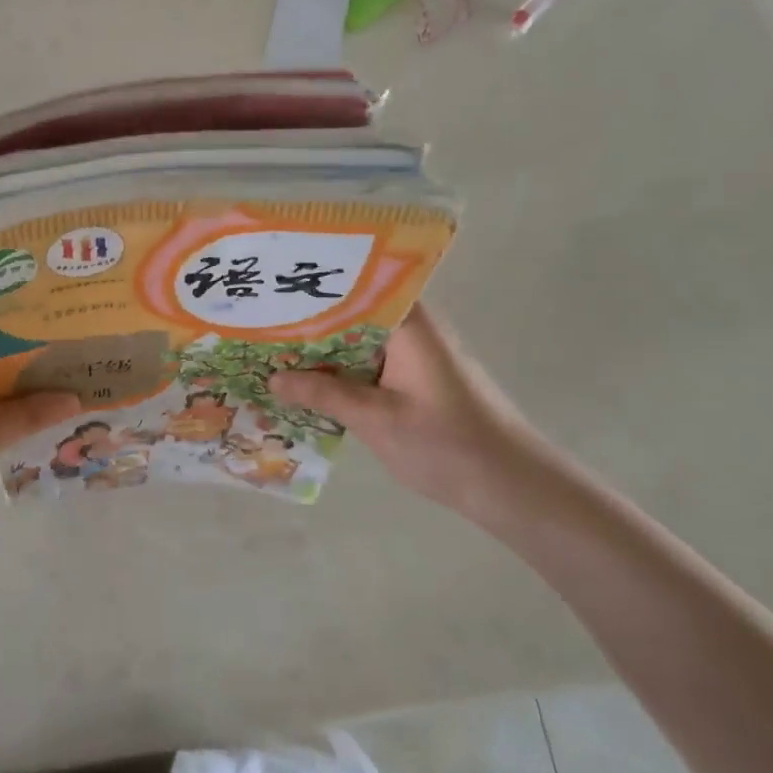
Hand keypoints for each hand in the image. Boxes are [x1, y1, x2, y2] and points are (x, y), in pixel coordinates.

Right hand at [269, 308, 542, 514]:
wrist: (514, 488)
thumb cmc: (447, 444)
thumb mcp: (376, 418)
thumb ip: (323, 393)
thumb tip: (273, 377)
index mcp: (408, 324)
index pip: (355, 285)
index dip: (313, 285)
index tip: (272, 288)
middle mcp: (413, 330)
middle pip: (352, 313)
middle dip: (307, 320)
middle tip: (258, 322)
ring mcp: (416, 356)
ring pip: (357, 341)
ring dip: (322, 349)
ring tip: (270, 348)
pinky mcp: (417, 381)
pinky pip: (368, 364)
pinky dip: (340, 371)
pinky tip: (307, 383)